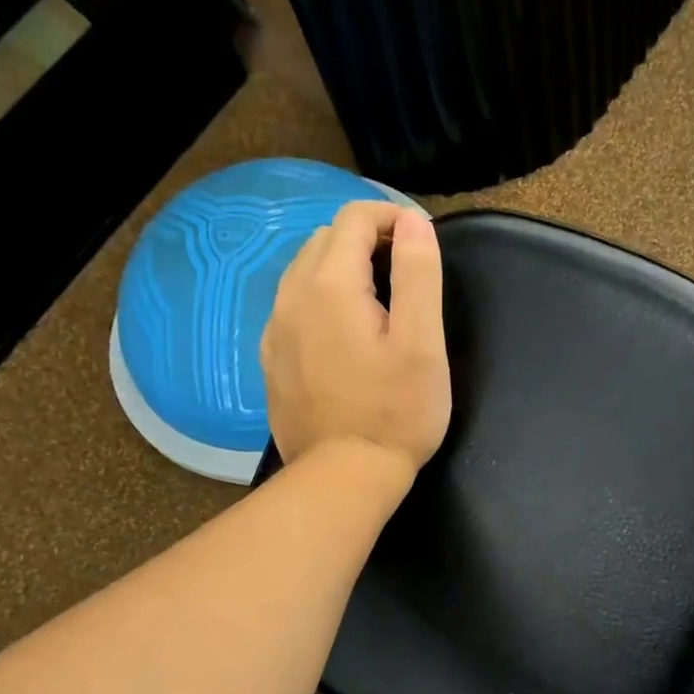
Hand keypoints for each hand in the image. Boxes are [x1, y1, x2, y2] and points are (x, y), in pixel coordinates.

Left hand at [261, 201, 451, 487]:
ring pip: (303, 272)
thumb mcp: (422, 342)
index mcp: (331, 285)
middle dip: (365, 239)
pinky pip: (291, 308)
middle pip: (325, 239)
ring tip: (375, 299)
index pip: (354, 218)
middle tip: (404, 270)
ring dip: (339, 268)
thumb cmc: (396, 411)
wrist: (343, 477)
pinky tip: (341, 332)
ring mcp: (275, 331)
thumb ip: (418, 273)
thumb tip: (413, 221)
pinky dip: (318, 300)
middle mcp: (291, 298)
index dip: (392, 217)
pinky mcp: (271, 361)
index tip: (421, 241)